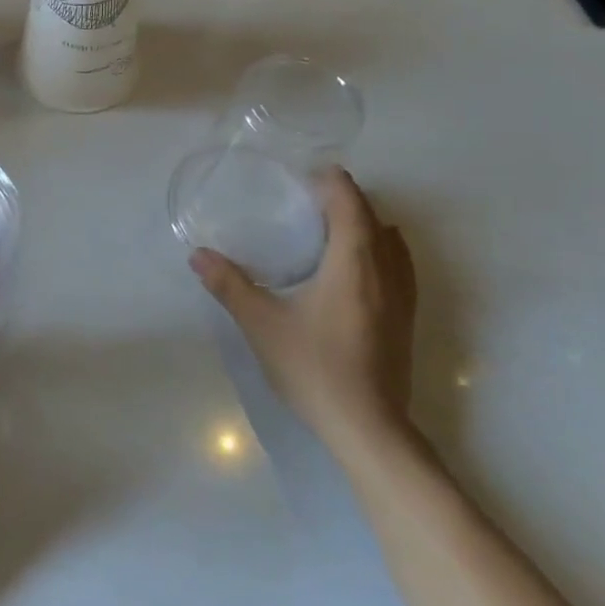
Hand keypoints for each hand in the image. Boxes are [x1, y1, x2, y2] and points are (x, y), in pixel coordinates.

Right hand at [190, 168, 416, 462]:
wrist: (368, 429)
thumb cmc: (314, 367)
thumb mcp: (262, 324)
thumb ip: (229, 285)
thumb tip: (197, 255)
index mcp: (353, 261)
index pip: (349, 201)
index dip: (331, 181)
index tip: (305, 176)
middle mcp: (385, 269)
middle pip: (372, 215)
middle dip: (344, 199)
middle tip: (307, 199)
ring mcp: (403, 296)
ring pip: (391, 240)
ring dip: (365, 223)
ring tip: (332, 227)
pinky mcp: (406, 319)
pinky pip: (399, 264)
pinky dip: (380, 248)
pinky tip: (358, 267)